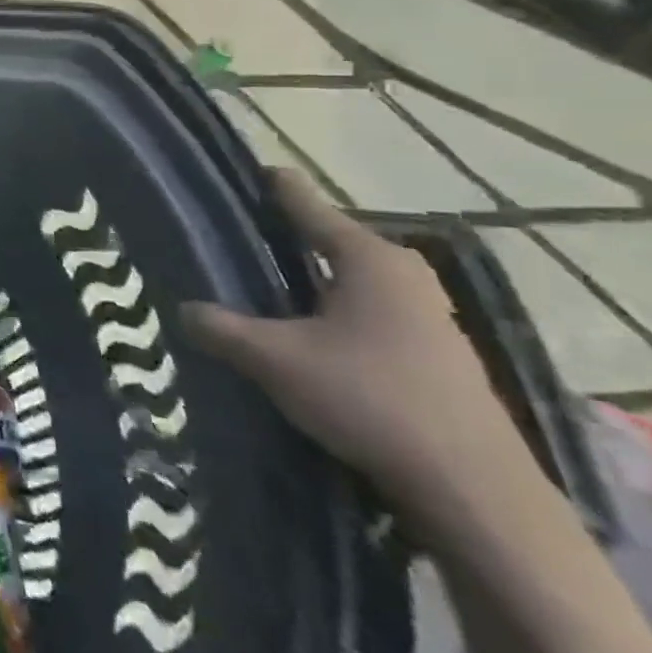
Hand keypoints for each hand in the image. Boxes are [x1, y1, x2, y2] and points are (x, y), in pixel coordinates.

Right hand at [181, 169, 523, 533]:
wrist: (469, 485)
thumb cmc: (367, 397)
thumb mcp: (273, 359)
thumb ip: (220, 328)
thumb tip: (182, 309)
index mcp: (369, 259)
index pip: (309, 206)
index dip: (277, 188)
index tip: (252, 167)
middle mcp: (404, 275)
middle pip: (332, 242)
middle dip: (288, 237)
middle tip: (238, 234)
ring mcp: (427, 315)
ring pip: (350, 280)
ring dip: (310, 280)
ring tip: (262, 282)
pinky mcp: (434, 352)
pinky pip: (368, 311)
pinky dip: (331, 310)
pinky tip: (303, 331)